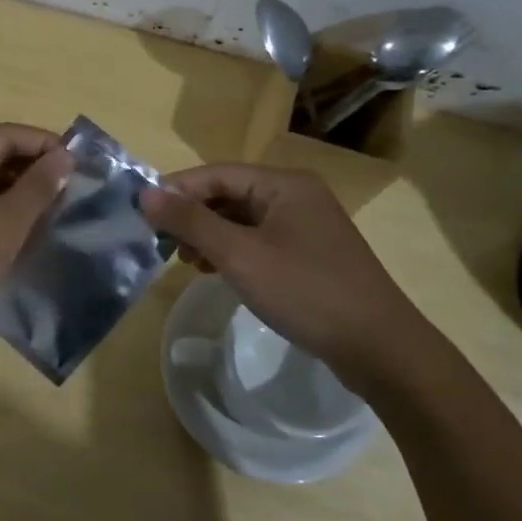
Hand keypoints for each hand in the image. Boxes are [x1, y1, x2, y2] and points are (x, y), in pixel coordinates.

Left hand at [0, 123, 72, 347]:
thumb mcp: (0, 227)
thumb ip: (35, 189)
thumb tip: (63, 155)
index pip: (7, 135)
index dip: (46, 144)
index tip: (82, 165)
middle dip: (35, 171)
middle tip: (74, 192)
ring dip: (20, 196)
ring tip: (56, 214)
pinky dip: (1, 216)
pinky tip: (24, 236)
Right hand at [140, 163, 434, 382]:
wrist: (378, 347)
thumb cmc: (305, 292)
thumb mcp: (240, 255)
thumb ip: (191, 221)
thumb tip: (146, 193)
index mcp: (284, 184)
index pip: (216, 173)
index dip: (177, 190)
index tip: (143, 213)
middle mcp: (297, 195)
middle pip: (230, 194)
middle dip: (193, 215)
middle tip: (162, 243)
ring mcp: (306, 226)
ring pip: (243, 219)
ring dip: (210, 235)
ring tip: (185, 260)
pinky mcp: (310, 254)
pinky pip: (260, 240)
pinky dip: (233, 251)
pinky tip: (216, 271)